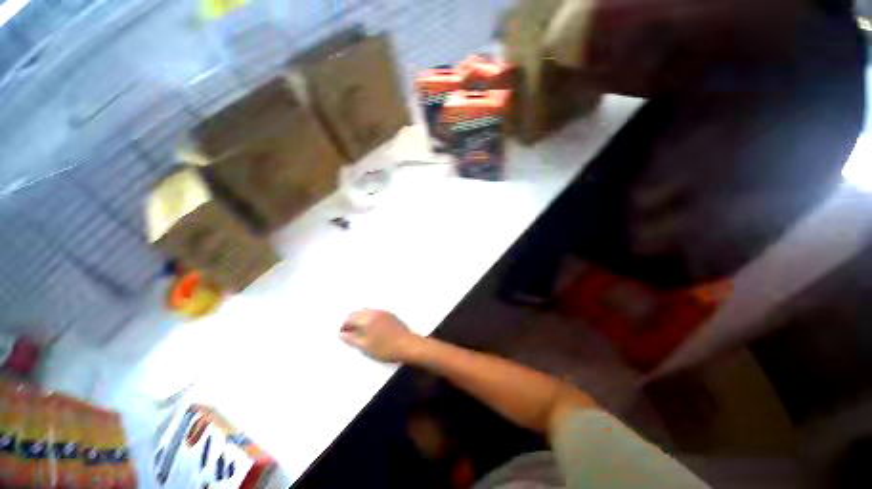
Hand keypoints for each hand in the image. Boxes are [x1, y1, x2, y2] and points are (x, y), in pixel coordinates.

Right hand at [340, 309, 420, 361]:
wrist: (407, 345)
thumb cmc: (385, 348)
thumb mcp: (365, 346)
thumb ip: (352, 339)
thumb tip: (341, 334)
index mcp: (367, 318)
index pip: (350, 319)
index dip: (344, 326)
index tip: (342, 334)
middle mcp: (375, 312)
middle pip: (359, 313)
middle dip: (352, 321)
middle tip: (348, 333)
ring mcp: (383, 312)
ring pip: (367, 312)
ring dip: (360, 319)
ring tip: (359, 332)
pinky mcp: (390, 315)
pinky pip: (375, 313)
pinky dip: (369, 318)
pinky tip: (370, 328)